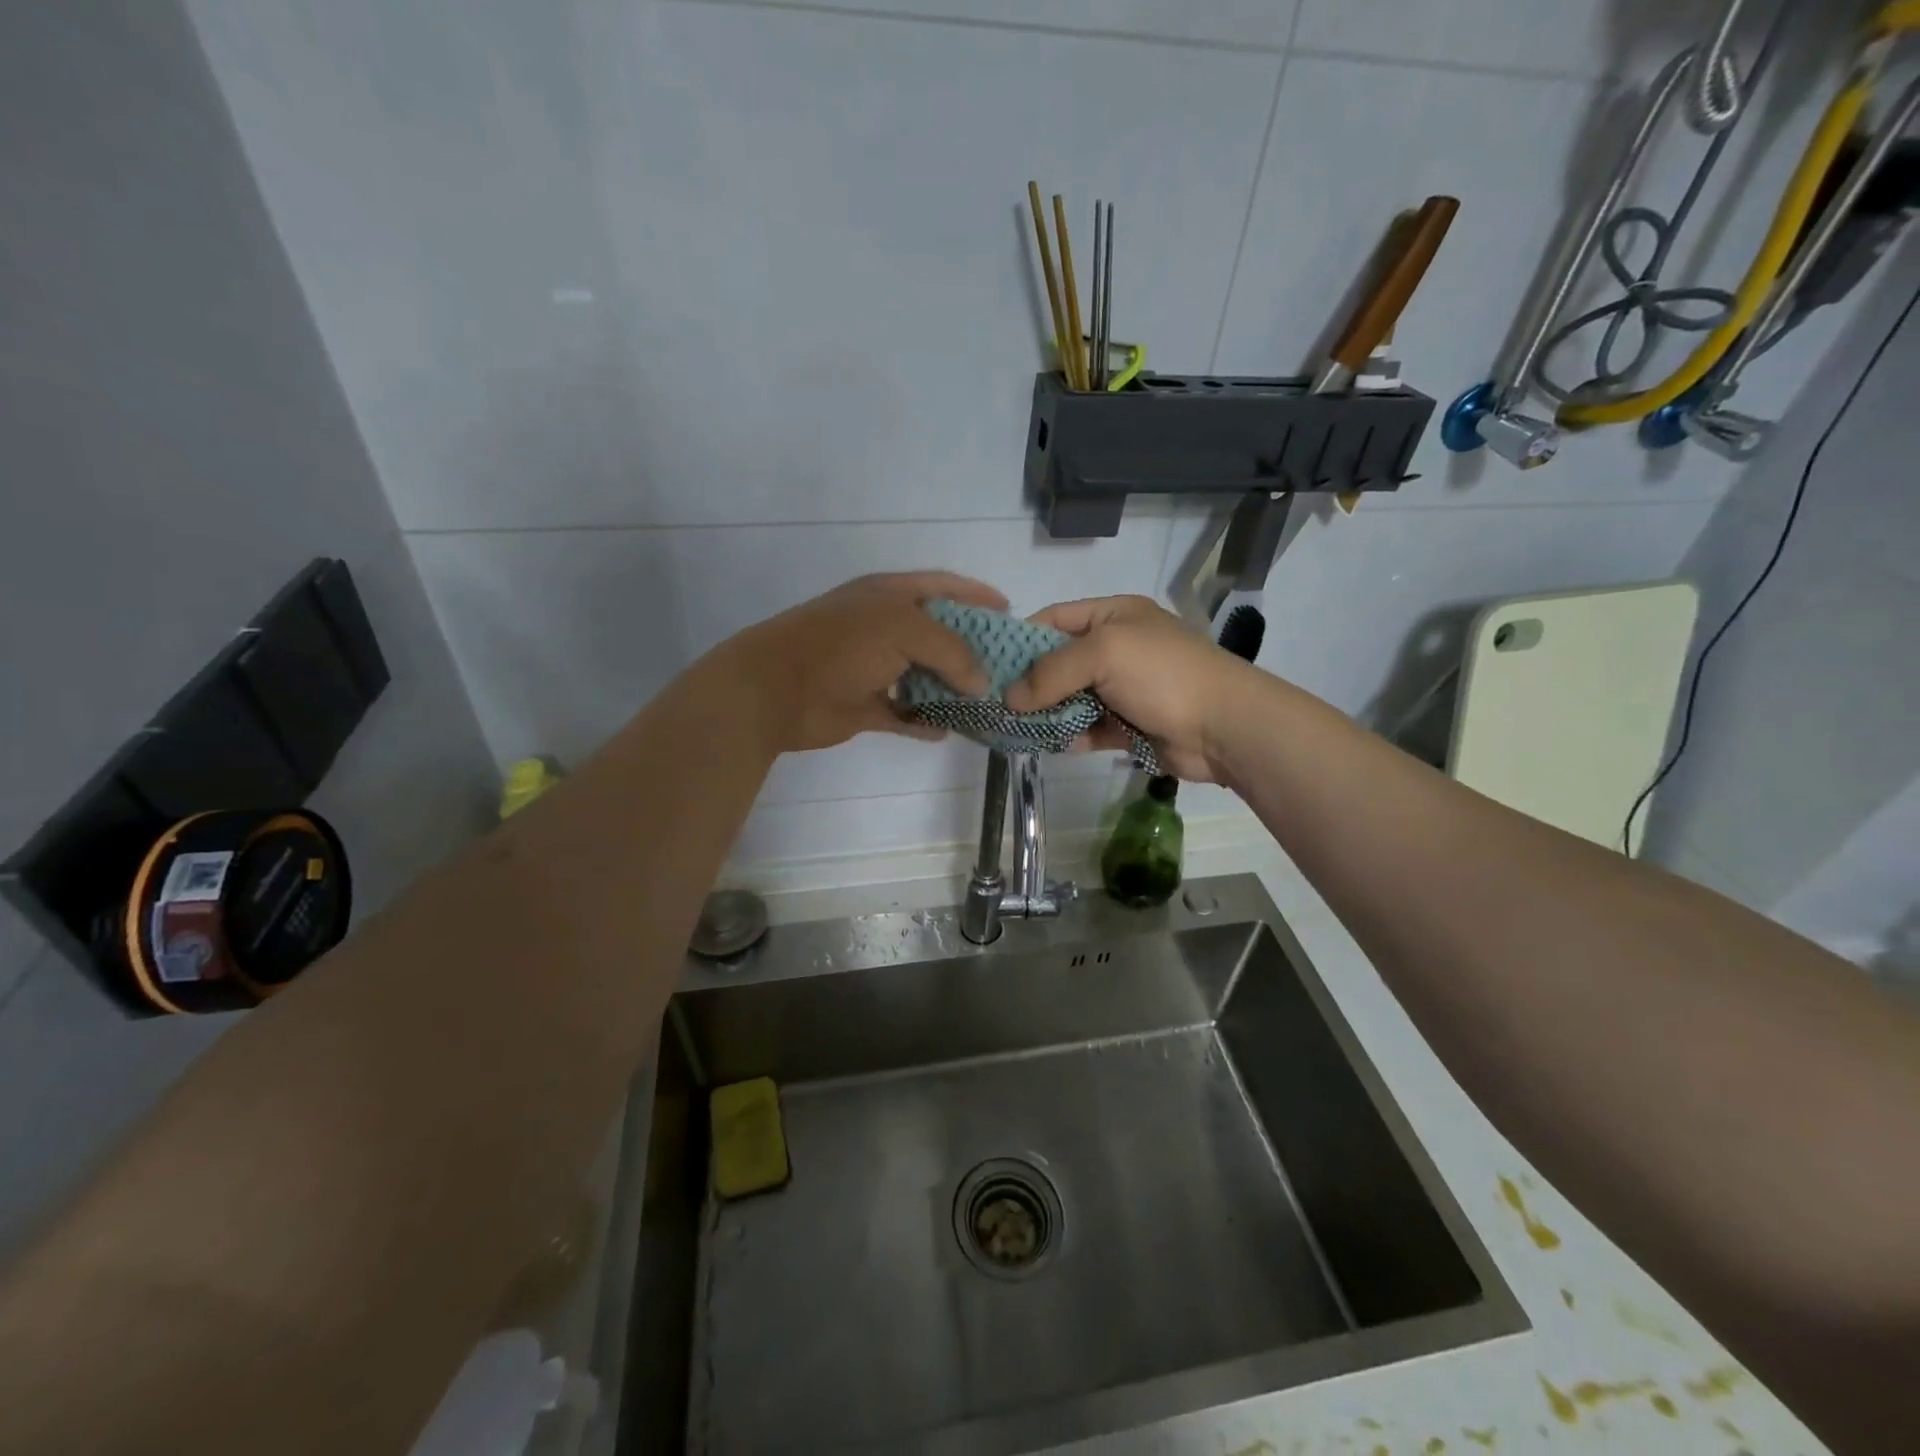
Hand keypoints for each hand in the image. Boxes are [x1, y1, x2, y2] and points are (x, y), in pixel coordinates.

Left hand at [723, 571, 1006, 753]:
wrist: (777, 689)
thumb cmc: (842, 645)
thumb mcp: (904, 630)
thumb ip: (952, 651)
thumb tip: (981, 681)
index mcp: (890, 596)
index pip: (942, 587)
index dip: (976, 595)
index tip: (1009, 610)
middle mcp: (884, 628)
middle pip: (938, 636)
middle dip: (971, 651)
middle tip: (1007, 667)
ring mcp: (873, 668)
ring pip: (923, 678)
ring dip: (951, 691)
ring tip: (987, 703)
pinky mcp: (865, 706)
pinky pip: (904, 715)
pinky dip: (923, 723)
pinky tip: (948, 730)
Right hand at [1004, 595, 1251, 781]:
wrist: (1224, 726)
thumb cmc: (1163, 674)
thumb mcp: (1104, 654)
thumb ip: (1052, 672)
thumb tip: (1009, 698)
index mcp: (1113, 617)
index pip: (1055, 619)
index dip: (1021, 639)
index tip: (990, 663)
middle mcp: (1116, 649)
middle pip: (1059, 663)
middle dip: (1030, 682)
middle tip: (995, 703)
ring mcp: (1123, 689)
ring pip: (1070, 698)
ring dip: (1047, 713)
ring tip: (1014, 728)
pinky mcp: (1128, 725)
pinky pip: (1088, 728)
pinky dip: (1071, 736)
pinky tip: (1053, 745)